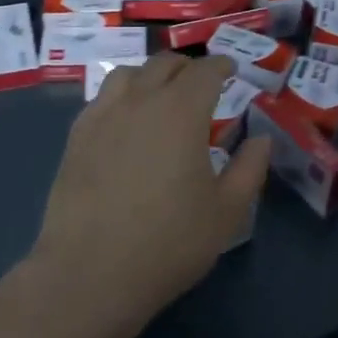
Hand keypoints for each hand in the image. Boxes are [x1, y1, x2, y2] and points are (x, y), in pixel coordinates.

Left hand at [28, 53, 269, 337]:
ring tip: (160, 92)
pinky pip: (102, 99)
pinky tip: (125, 119)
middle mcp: (140, 101)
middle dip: (187, 67)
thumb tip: (261, 139)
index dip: (222, 66)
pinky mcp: (76, 136)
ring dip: (150, 75)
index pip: (205, 72)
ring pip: (128, 74)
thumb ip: (249, 169)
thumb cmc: (168, 242)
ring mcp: (103, 115)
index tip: (231, 69)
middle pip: (164, 64)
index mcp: (181, 111)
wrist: (91, 272)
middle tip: (200, 81)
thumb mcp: (226, 212)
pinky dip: (121, 96)